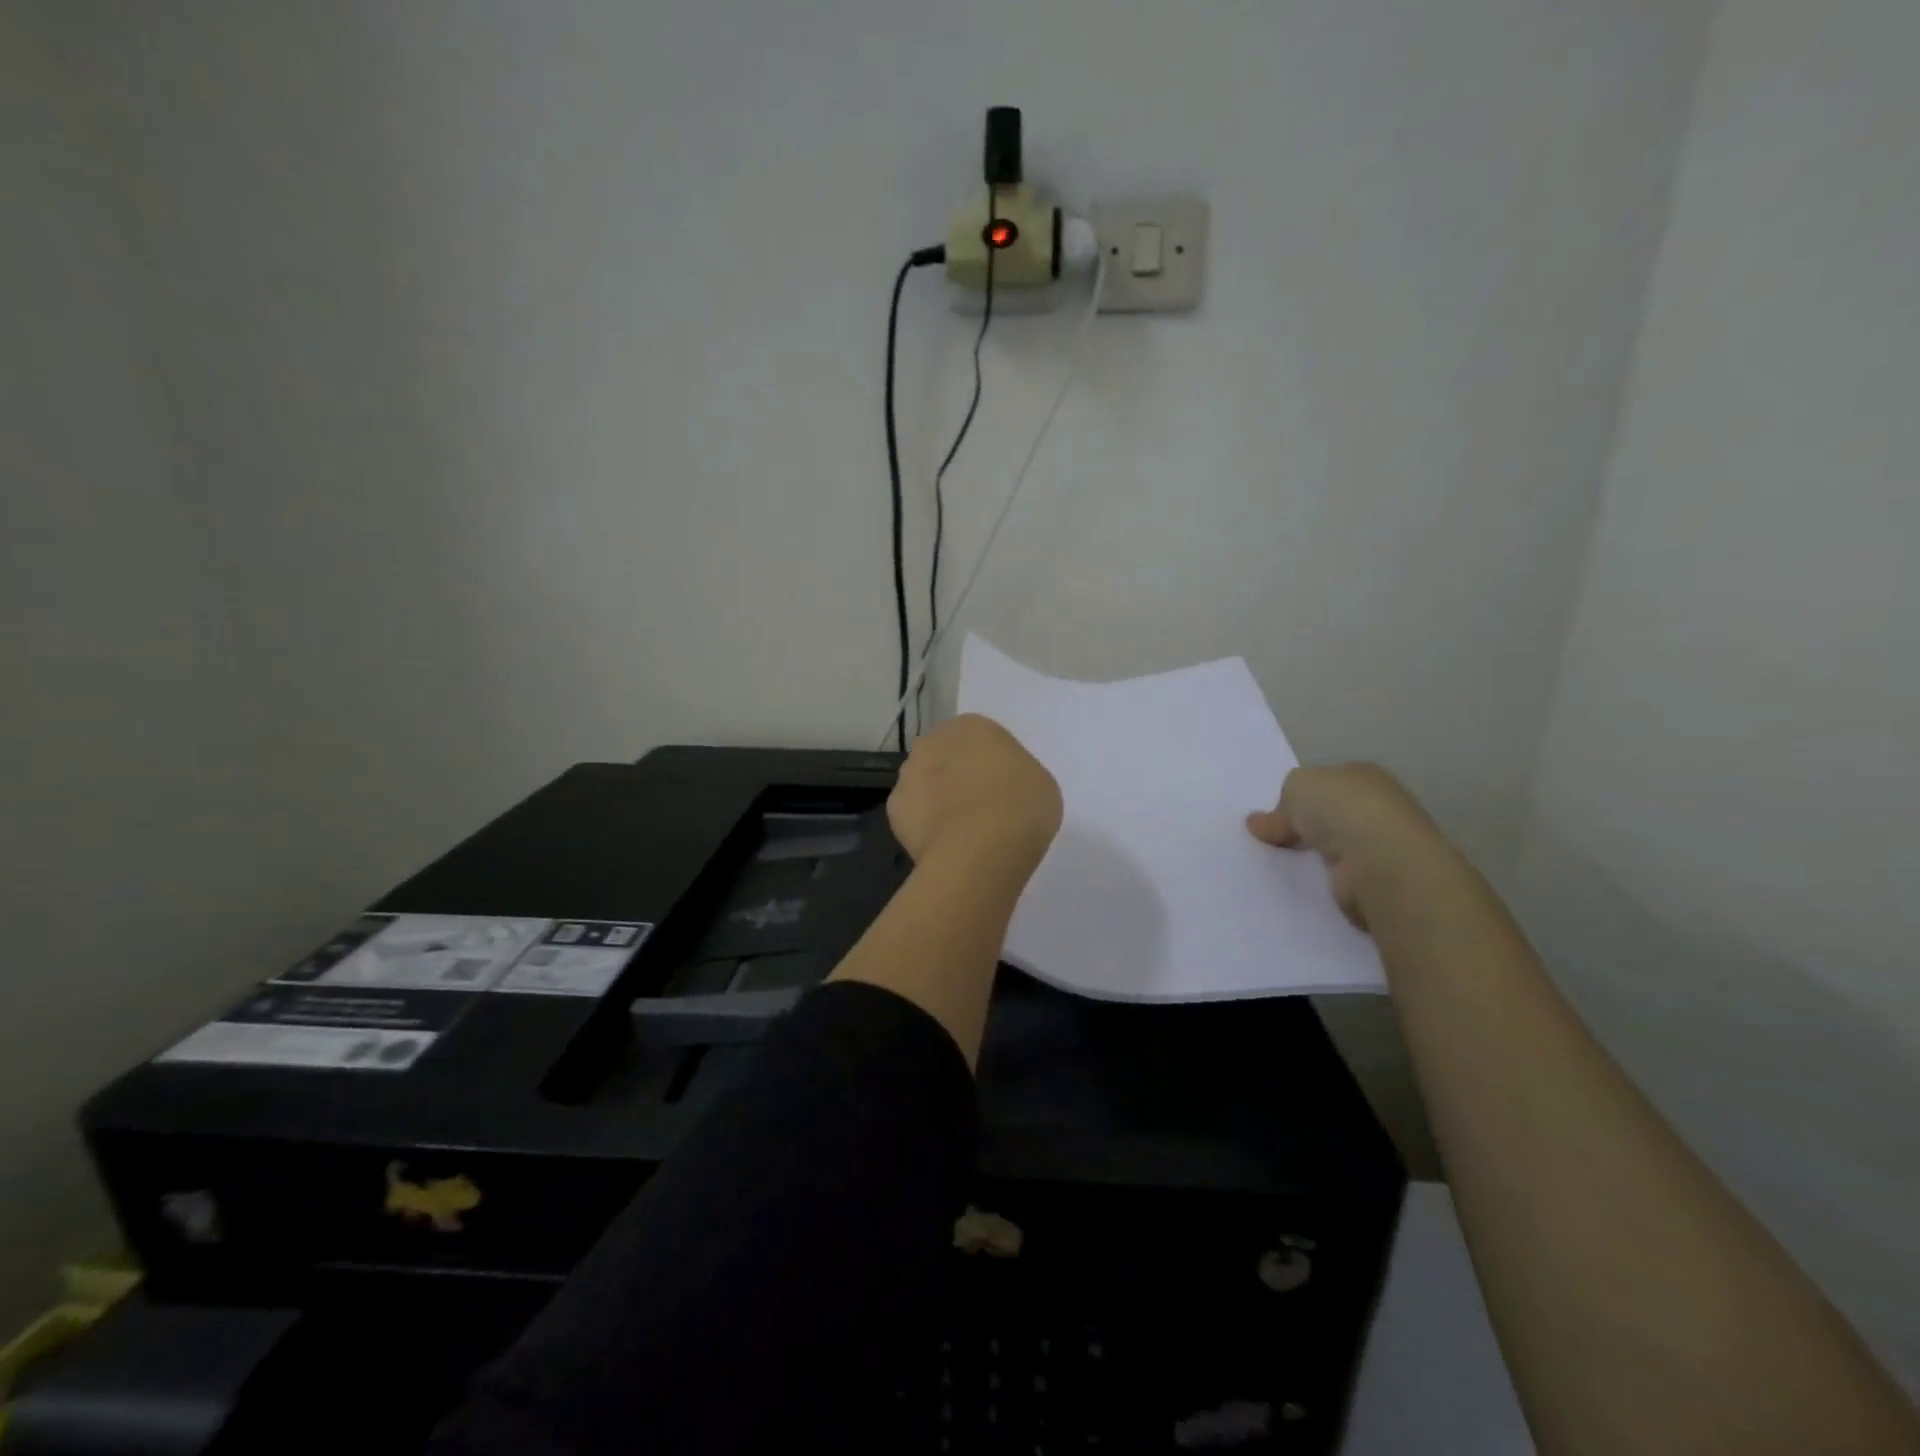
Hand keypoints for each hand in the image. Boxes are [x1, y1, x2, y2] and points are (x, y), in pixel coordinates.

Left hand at [889, 715, 1061, 875]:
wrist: (980, 851)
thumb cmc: (1021, 807)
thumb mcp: (1039, 783)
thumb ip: (1015, 775)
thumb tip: (1000, 786)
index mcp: (973, 726)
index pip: (979, 739)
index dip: (990, 765)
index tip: (1002, 789)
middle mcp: (934, 741)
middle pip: (946, 756)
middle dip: (956, 776)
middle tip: (980, 808)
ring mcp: (909, 774)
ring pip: (924, 784)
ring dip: (937, 800)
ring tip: (961, 833)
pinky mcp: (894, 809)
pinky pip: (913, 815)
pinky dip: (924, 827)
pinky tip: (944, 846)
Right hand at [1246, 763, 1452, 928]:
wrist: (1379, 860)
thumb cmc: (1341, 809)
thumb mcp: (1296, 787)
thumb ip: (1281, 803)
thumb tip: (1260, 823)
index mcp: (1364, 775)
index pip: (1330, 782)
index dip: (1303, 794)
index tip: (1277, 812)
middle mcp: (1379, 806)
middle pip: (1333, 814)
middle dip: (1308, 825)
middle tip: (1272, 839)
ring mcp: (1382, 845)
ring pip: (1337, 846)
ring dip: (1315, 854)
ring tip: (1279, 863)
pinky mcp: (1378, 880)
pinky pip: (1341, 875)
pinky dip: (1324, 879)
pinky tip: (1303, 882)